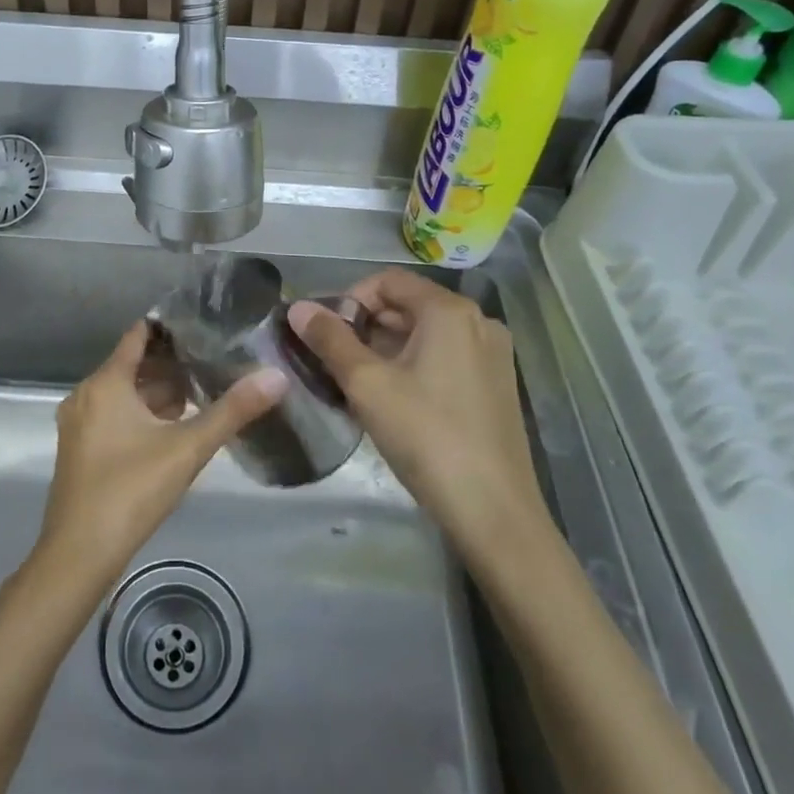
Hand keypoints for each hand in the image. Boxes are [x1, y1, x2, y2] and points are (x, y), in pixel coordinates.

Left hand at [33, 322, 285, 592]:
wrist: (78, 555)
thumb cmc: (131, 490)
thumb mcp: (188, 448)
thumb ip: (232, 411)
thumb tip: (277, 376)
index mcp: (106, 383)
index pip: (138, 336)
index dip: (169, 327)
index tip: (202, 323)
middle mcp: (86, 395)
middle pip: (132, 365)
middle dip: (171, 363)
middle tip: (213, 359)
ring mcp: (79, 424)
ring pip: (123, 394)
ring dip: (157, 392)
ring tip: (201, 391)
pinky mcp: (79, 450)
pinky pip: (113, 415)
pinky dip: (140, 414)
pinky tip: (172, 428)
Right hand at [290, 269, 548, 561]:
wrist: (494, 512)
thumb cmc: (426, 436)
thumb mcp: (366, 385)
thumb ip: (330, 339)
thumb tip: (297, 307)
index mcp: (449, 310)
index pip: (388, 281)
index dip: (350, 299)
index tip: (327, 334)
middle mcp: (478, 321)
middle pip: (408, 305)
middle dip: (366, 327)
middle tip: (335, 362)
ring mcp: (492, 355)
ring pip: (425, 335)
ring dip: (386, 349)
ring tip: (357, 385)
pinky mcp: (496, 386)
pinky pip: (445, 357)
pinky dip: (413, 367)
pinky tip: (393, 402)